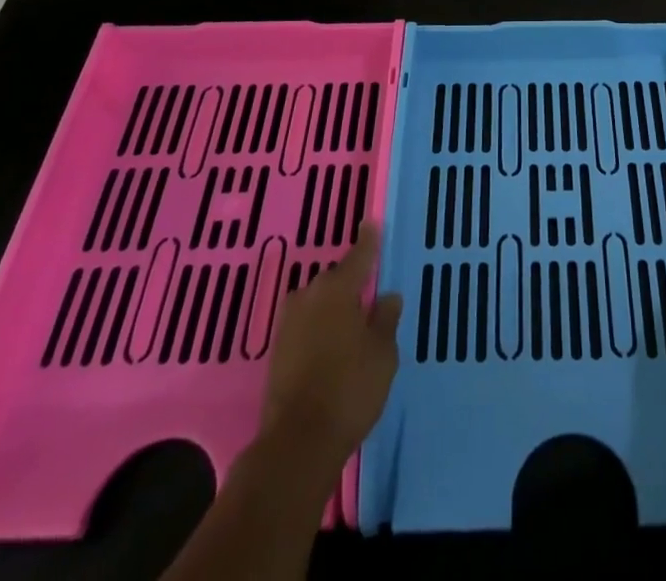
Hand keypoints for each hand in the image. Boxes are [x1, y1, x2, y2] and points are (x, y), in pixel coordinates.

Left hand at [260, 221, 401, 472]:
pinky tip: (332, 345)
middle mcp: (309, 296)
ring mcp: (289, 323)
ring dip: (333, 308)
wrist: (297, 443)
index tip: (371, 223)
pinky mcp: (278, 351)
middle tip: (369, 295)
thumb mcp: (382, 353)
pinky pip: (306, 325)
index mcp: (338, 289)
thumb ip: (385, 319)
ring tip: (352, 324)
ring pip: (318, 303)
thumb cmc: (349, 389)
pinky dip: (320, 328)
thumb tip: (387, 296)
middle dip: (351, 283)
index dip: (368, 241)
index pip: (358, 255)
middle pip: (335, 280)